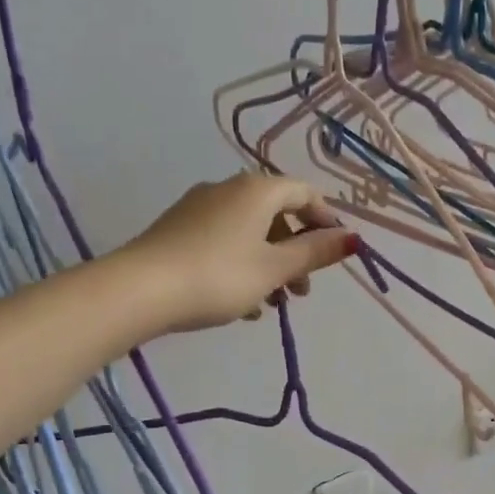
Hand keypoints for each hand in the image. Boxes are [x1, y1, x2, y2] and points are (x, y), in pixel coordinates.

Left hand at [122, 173, 357, 332]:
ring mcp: (199, 208)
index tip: (334, 253)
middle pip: (275, 215)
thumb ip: (315, 253)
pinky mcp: (178, 230)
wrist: (141, 290)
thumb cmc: (219, 276)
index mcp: (256, 190)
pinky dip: (242, 266)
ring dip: (269, 265)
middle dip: (295, 252)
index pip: (303, 193)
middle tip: (302, 291)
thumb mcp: (275, 269)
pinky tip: (242, 304)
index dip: (325, 220)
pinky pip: (223, 242)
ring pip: (249, 233)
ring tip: (272, 304)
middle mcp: (228, 189)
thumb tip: (353, 239)